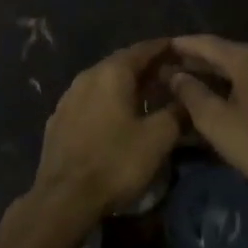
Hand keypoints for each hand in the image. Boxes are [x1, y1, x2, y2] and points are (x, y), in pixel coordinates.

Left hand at [30, 41, 182, 221]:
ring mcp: (69, 97)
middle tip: (170, 76)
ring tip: (146, 97)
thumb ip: (177, 112)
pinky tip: (116, 118)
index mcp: (112, 73)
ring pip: (104, 82)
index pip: (143, 49)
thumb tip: (189, 98)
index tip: (182, 51)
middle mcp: (87, 76)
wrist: (63, 199)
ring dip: (126, 85)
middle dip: (147, 67)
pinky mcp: (58, 120)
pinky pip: (90, 100)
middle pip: (122, 63)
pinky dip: (107, 102)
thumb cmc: (115, 162)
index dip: (164, 48)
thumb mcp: (157, 139)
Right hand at [167, 35, 247, 201]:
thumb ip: (193, 94)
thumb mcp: (217, 122)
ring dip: (220, 75)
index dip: (183, 45)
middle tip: (175, 68)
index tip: (164, 46)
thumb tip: (176, 75)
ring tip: (198, 84)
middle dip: (200, 61)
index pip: (207, 43)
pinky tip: (230, 99)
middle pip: (227, 54)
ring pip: (245, 69)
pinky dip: (239, 86)